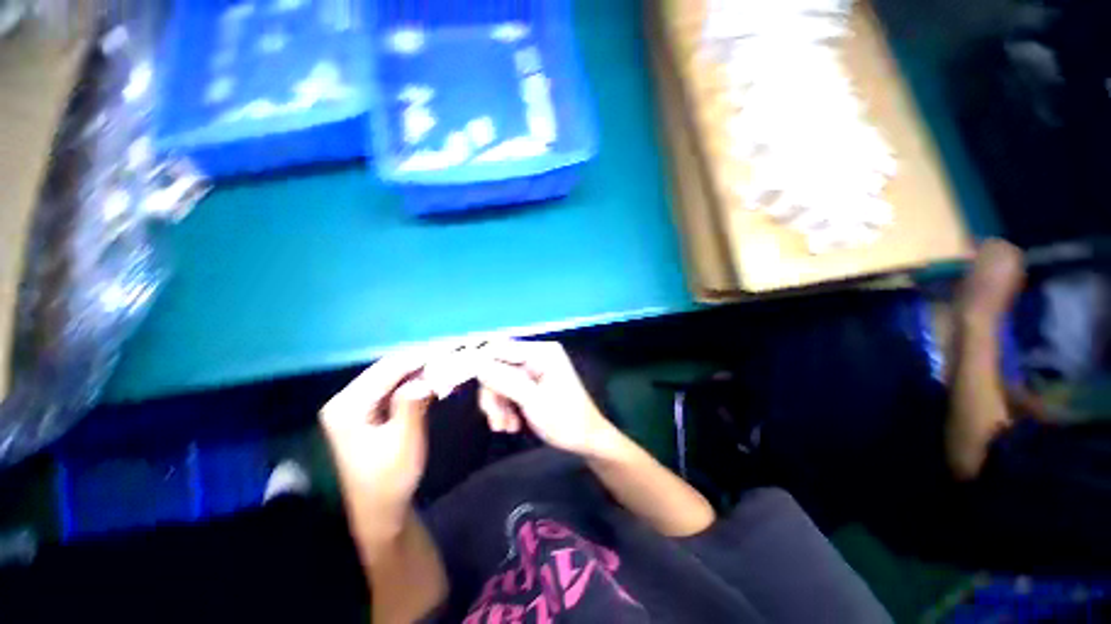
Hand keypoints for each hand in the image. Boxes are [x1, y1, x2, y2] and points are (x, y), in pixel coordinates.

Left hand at [320, 352, 435, 537]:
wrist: (380, 509)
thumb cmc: (391, 479)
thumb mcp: (404, 442)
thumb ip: (412, 405)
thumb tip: (425, 377)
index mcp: (348, 406)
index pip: (388, 369)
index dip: (419, 356)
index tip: (448, 346)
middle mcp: (346, 399)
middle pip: (388, 368)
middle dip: (420, 359)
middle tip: (450, 350)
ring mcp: (355, 404)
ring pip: (391, 375)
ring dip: (419, 368)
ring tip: (446, 359)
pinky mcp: (366, 411)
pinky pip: (392, 386)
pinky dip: (414, 380)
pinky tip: (432, 377)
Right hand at [475, 341, 620, 457]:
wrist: (586, 440)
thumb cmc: (565, 420)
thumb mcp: (532, 401)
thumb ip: (504, 380)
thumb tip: (476, 364)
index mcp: (542, 352)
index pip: (500, 349)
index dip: (483, 368)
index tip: (472, 392)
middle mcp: (537, 356)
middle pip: (498, 367)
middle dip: (494, 395)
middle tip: (495, 421)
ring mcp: (535, 369)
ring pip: (500, 381)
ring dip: (499, 405)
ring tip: (505, 427)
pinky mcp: (532, 383)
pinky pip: (509, 390)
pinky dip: (506, 408)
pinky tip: (511, 425)